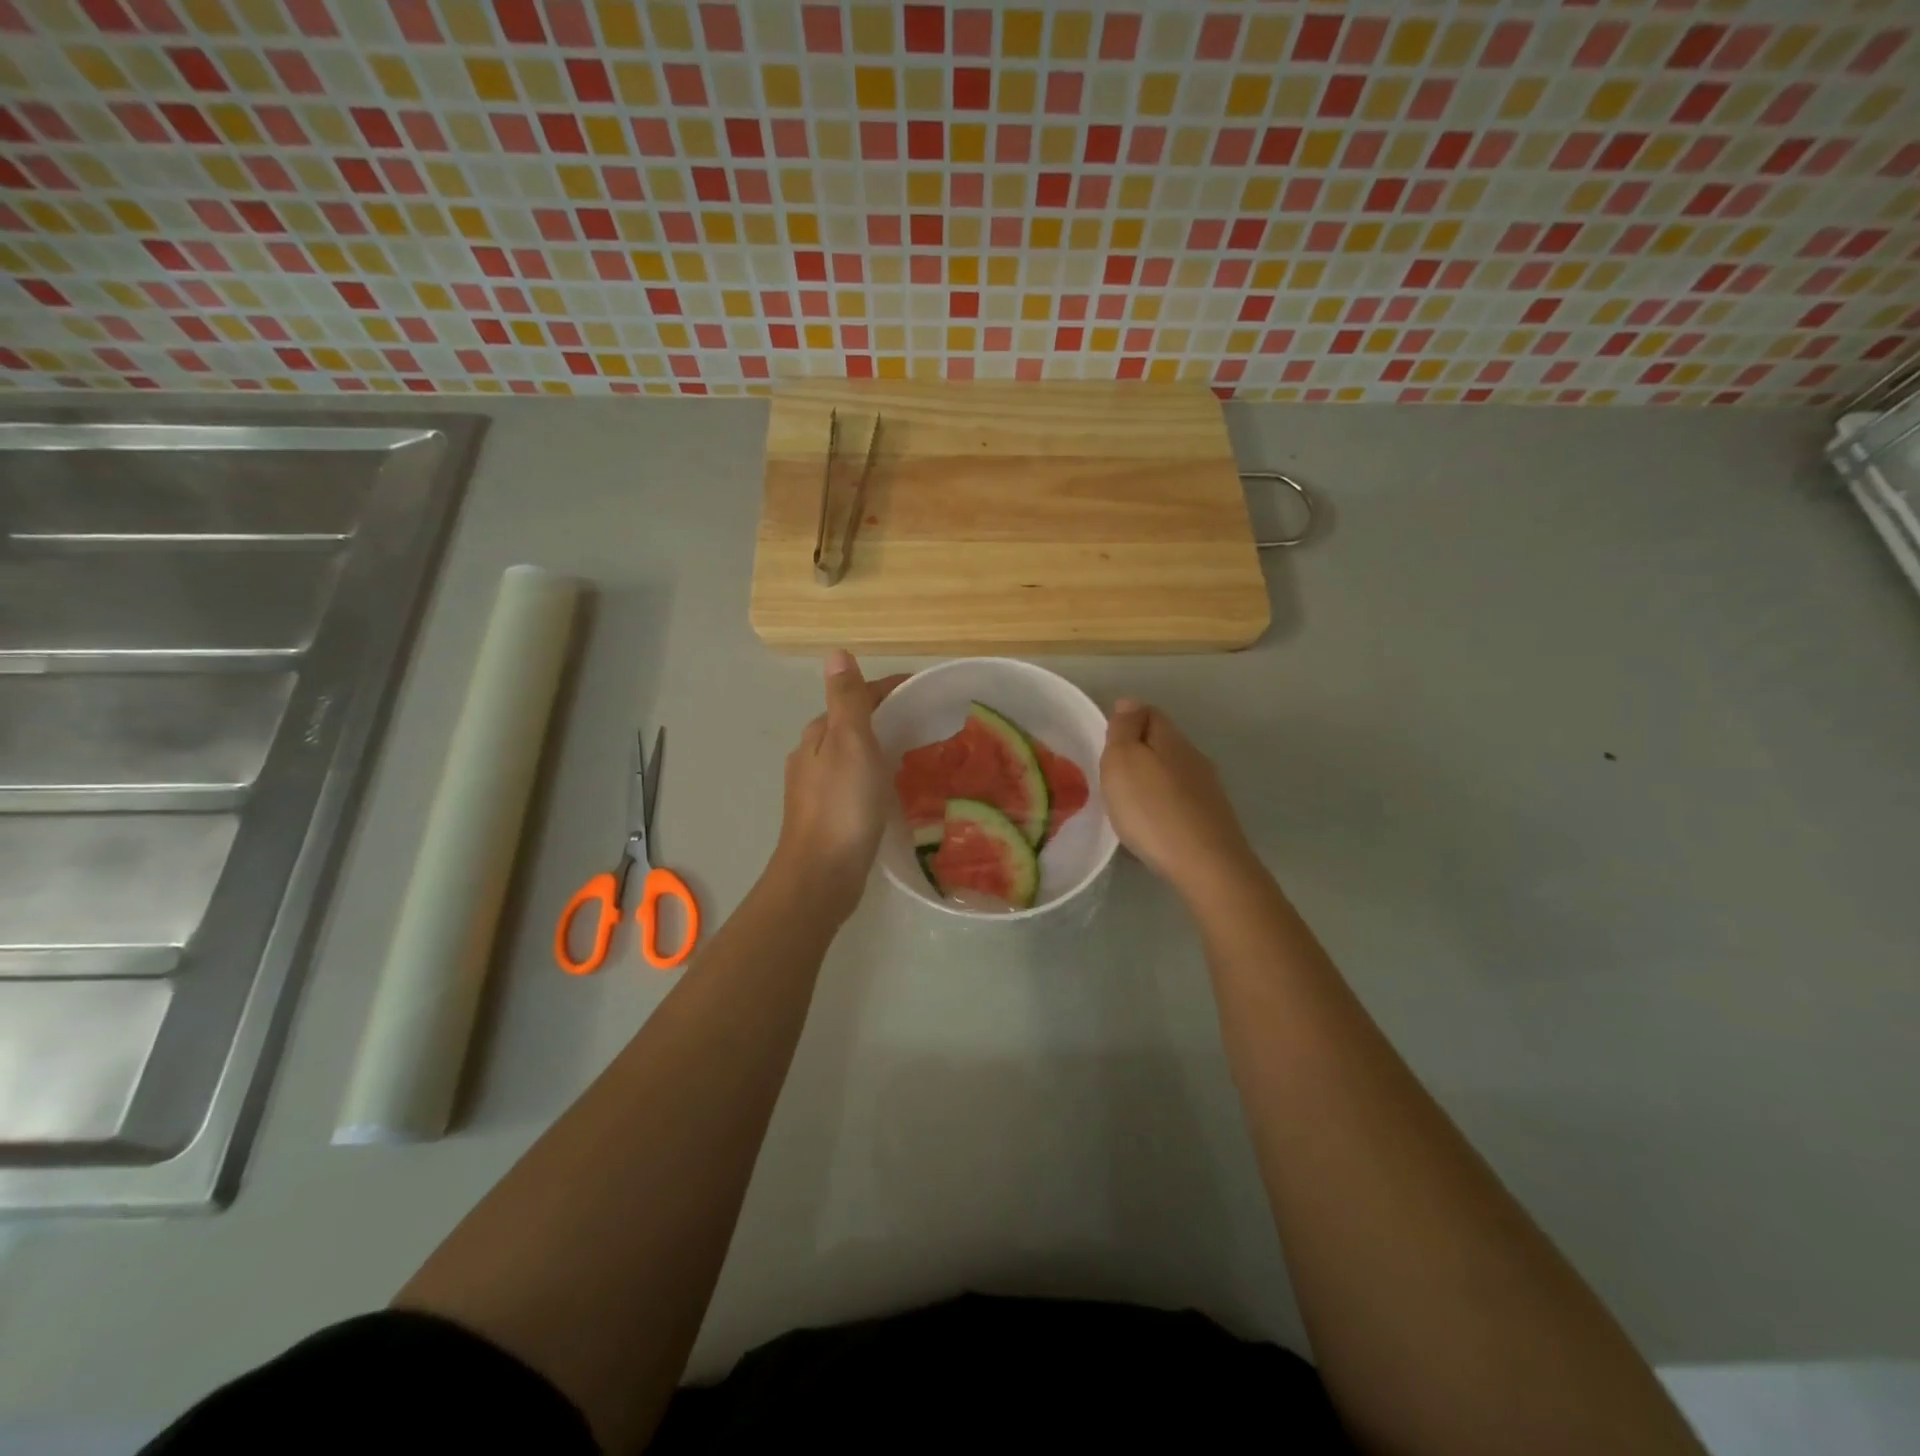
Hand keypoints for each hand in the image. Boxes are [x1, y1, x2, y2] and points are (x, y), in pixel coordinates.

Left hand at [769, 650, 906, 921]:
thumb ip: (846, 699)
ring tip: (920, 753)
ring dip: (882, 747)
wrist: (822, 874)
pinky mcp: (829, 815)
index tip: (928, 691)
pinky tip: (895, 788)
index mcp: (818, 734)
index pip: (856, 697)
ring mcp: (818, 788)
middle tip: (931, 723)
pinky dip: (877, 774)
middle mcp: (812, 756)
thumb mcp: (849, 743)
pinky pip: (857, 782)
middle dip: (888, 717)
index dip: (890, 689)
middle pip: (854, 724)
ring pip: (855, 755)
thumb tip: (836, 653)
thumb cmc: (842, 805)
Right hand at [1100, 699, 1255, 899]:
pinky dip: (1161, 806)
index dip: (1126, 719)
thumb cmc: (1153, 809)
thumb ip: (1124, 730)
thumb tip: (1129, 703)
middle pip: (1162, 742)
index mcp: (1171, 739)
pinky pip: (1179, 801)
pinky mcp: (1211, 820)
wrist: (1206, 865)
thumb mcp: (1123, 761)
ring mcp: (1207, 790)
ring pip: (1172, 773)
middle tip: (1110, 773)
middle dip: (1138, 751)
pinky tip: (1150, 825)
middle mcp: (1194, 758)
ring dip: (1150, 781)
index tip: (1105, 740)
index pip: (1148, 712)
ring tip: (1127, 801)